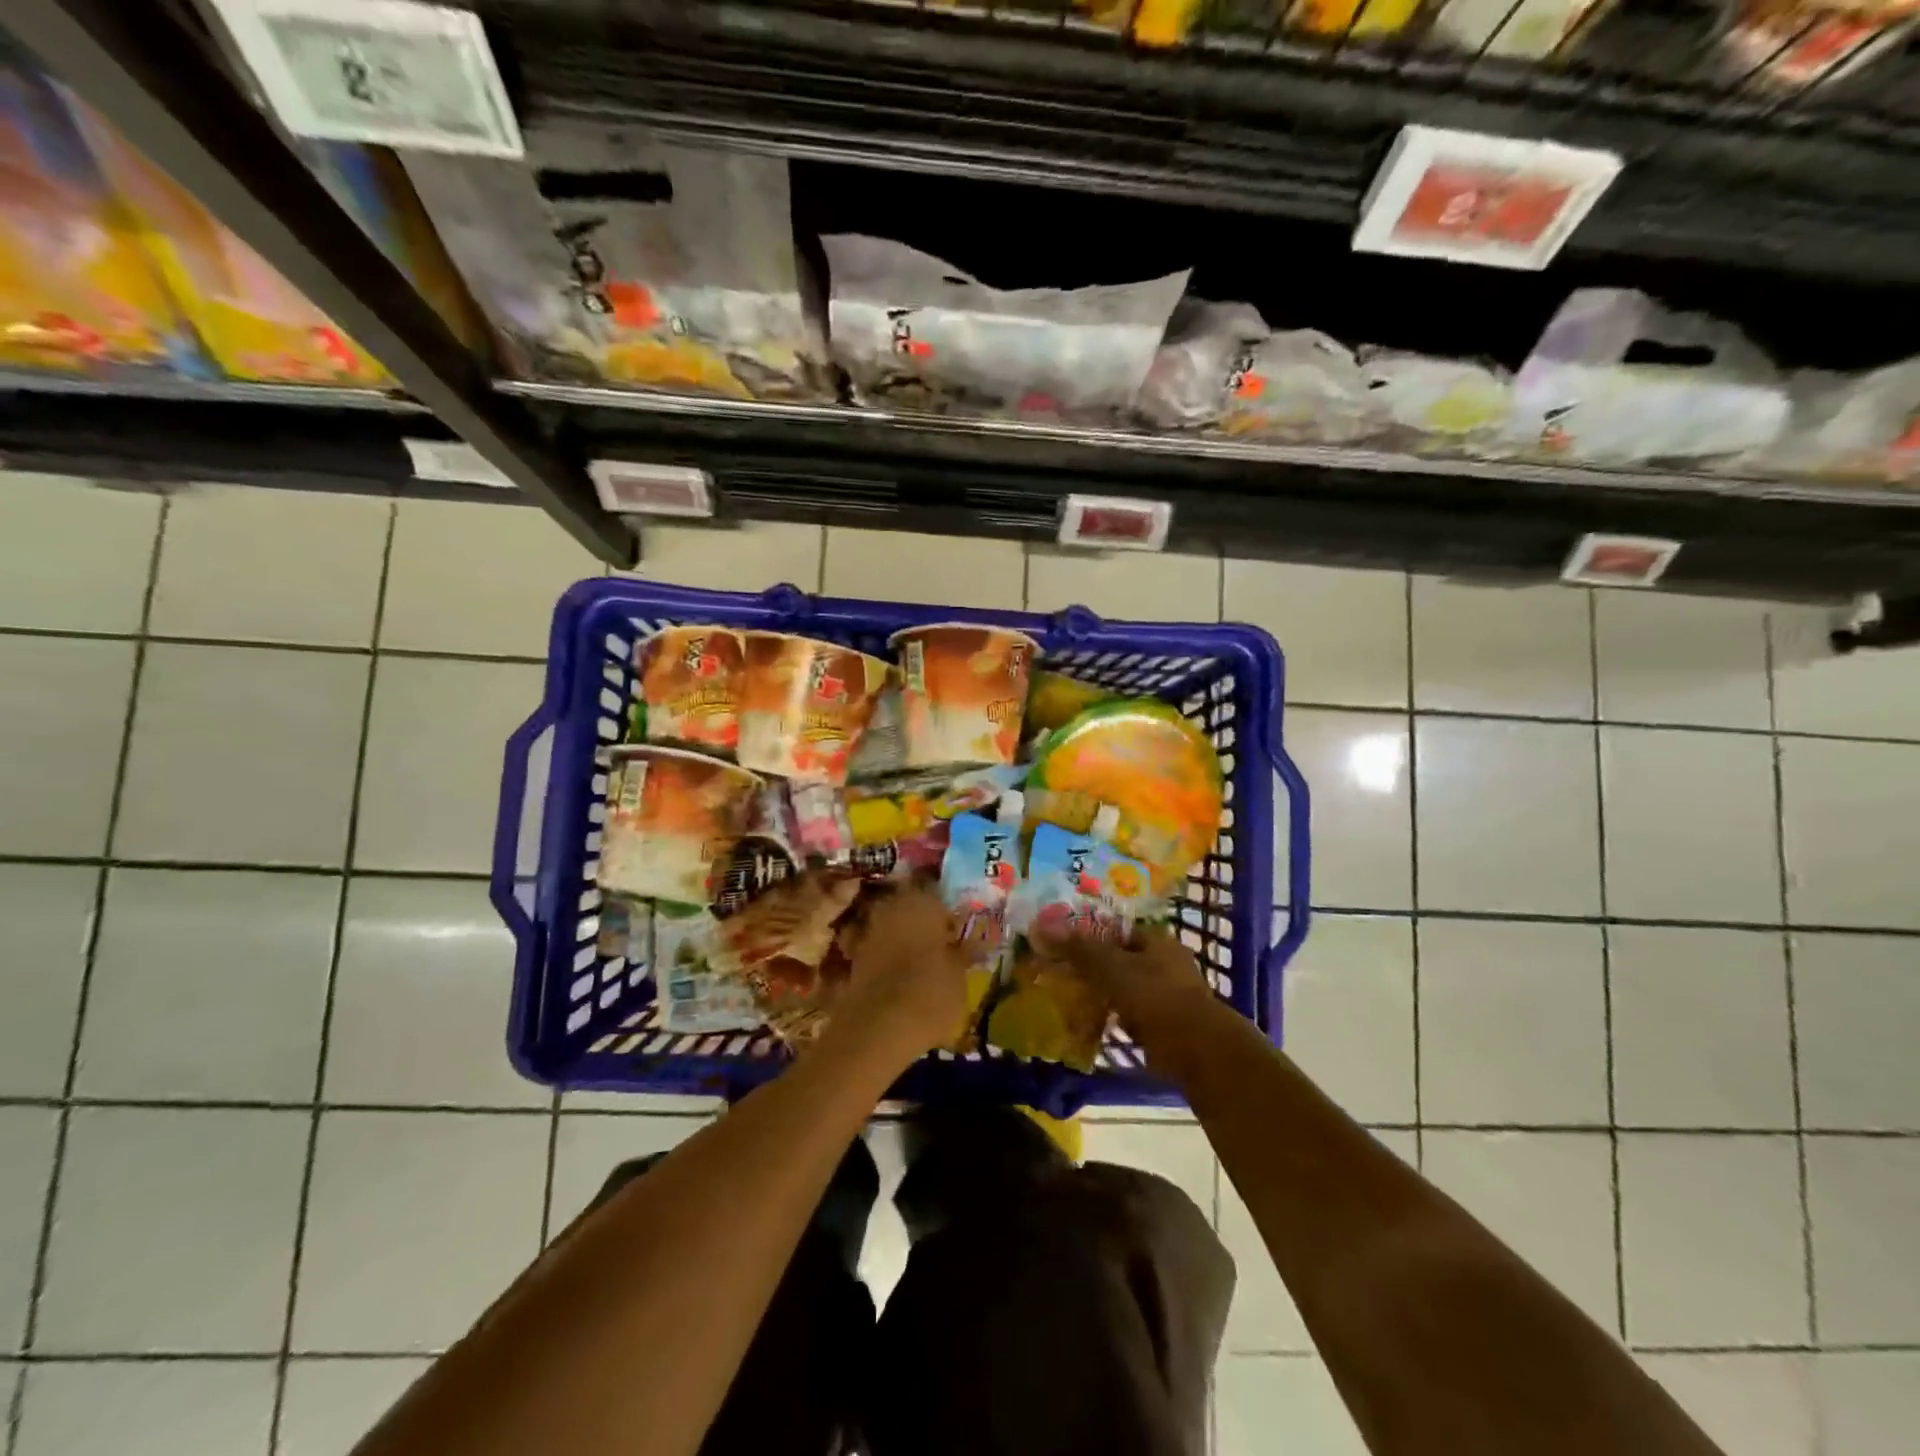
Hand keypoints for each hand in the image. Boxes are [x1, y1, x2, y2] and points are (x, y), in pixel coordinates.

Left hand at [830, 883, 976, 1062]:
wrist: (878, 1028)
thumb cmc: (931, 993)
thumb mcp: (960, 975)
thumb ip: (965, 953)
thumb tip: (980, 941)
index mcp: (923, 901)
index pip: (938, 892)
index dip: (948, 911)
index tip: (958, 929)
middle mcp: (892, 906)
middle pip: (910, 905)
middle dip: (923, 921)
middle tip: (941, 942)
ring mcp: (869, 930)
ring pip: (892, 925)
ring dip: (903, 937)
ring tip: (921, 960)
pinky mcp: (853, 956)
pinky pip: (876, 947)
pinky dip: (886, 955)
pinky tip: (899, 975)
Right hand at [1036, 925, 1216, 1038]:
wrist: (1197, 1050)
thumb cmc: (1155, 997)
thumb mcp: (1112, 968)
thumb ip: (1079, 949)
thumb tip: (1042, 926)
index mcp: (1157, 940)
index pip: (1117, 929)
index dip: (1089, 935)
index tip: (1062, 946)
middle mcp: (1166, 962)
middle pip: (1120, 959)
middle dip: (1093, 968)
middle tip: (1061, 974)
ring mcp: (1169, 995)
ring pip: (1125, 988)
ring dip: (1103, 995)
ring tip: (1070, 1001)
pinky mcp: (1167, 1025)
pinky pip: (1132, 1015)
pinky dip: (1114, 1019)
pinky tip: (1092, 1026)